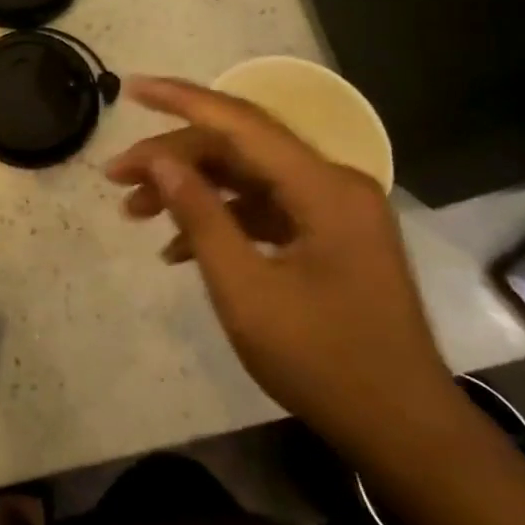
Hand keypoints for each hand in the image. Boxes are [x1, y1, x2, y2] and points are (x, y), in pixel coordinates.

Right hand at [104, 77, 463, 464]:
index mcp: (322, 187)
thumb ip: (200, 216)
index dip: (180, 99)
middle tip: (116, 177)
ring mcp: (333, 210)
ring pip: (245, 177)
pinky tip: (176, 249)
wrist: (408, 435)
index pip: (239, 122)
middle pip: (238, 148)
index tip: (130, 89)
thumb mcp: (246, 290)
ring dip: (190, 189)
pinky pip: (263, 209)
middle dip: (172, 157)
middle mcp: (332, 183)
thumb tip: (158, 161)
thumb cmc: (325, 362)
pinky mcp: (329, 236)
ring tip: (134, 212)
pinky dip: (219, 219)